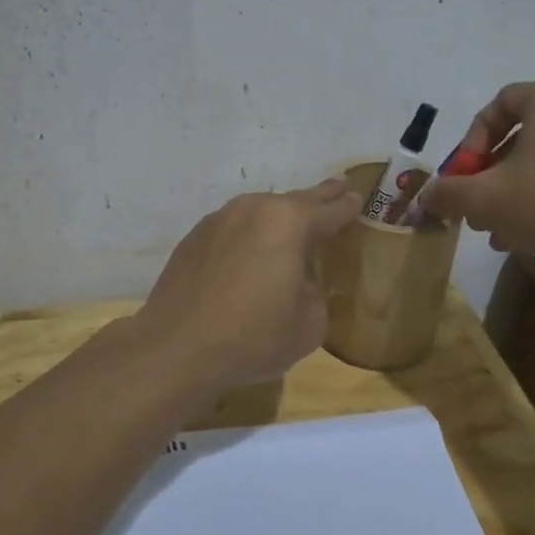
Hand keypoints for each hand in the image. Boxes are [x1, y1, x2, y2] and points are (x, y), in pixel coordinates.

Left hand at [131, 179, 362, 392]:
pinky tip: (249, 252)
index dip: (346, 207)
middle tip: (337, 187)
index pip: (328, 211)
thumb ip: (315, 295)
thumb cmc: (252, 336)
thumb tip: (301, 286)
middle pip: (294, 200)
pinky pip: (232, 229)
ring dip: (278, 217)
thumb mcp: (308, 324)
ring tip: (292, 225)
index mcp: (288, 222)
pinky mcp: (193, 239)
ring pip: (258, 212)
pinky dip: (247, 235)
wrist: (177, 347)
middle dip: (318, 196)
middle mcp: (252, 209)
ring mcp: (217, 220)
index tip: (357, 199)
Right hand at [421, 82, 534, 287]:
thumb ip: (447, 193)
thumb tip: (427, 195)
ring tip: (495, 227)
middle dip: (489, 172)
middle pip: (521, 135)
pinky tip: (525, 236)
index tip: (465, 173)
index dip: (473, 138)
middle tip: (474, 204)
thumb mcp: (483, 200)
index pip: (500, 102)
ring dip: (511, 190)